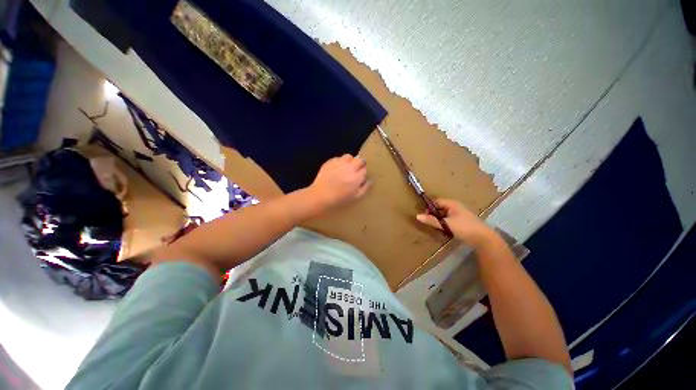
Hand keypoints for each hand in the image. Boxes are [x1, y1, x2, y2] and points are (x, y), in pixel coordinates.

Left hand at [307, 154, 369, 211]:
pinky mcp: (330, 162)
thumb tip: (369, 179)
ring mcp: (338, 163)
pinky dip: (340, 162)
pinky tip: (337, 169)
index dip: (363, 172)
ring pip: (349, 156)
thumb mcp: (355, 197)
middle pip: (359, 160)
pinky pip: (338, 158)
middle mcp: (348, 168)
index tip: (361, 175)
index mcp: (356, 178)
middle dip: (359, 164)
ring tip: (347, 167)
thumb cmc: (339, 199)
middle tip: (356, 170)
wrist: (320, 196)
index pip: (365, 169)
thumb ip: (364, 187)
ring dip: (350, 161)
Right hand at [416, 198, 494, 246]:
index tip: (424, 215)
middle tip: (429, 222)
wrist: (483, 238)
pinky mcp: (463, 221)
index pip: (437, 201)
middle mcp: (456, 206)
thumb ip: (432, 220)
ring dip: (439, 219)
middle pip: (441, 207)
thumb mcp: (446, 224)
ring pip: (445, 214)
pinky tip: (444, 229)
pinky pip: (450, 219)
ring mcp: (461, 214)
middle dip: (434, 214)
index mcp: (452, 204)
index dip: (429, 207)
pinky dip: (445, 223)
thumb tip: (417, 216)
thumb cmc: (464, 227)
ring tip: (436, 226)